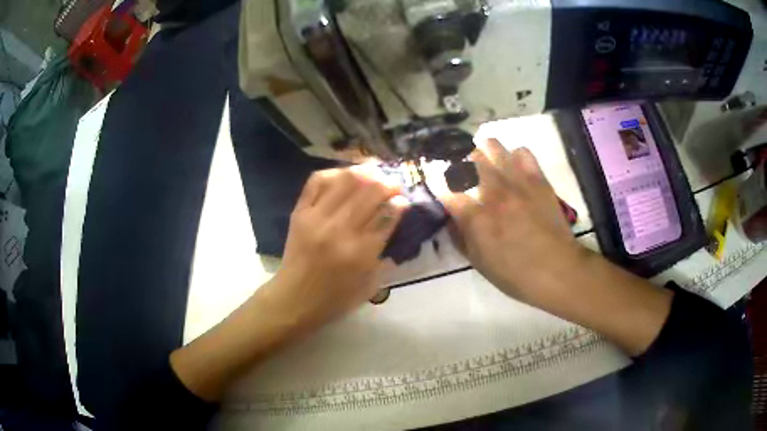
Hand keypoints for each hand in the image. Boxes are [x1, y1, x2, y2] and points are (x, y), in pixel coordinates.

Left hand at [266, 167, 404, 331]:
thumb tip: (394, 220)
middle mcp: (339, 230)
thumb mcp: (370, 284)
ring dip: (366, 173)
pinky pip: (317, 181)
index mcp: (360, 253)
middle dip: (388, 183)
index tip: (404, 200)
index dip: (400, 203)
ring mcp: (317, 218)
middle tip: (393, 186)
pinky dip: (335, 173)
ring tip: (374, 175)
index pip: (387, 215)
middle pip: (370, 191)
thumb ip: (385, 252)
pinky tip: (346, 176)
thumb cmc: (335, 299)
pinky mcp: (300, 212)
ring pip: (346, 180)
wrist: (294, 300)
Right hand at [440, 139, 581, 304]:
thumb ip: (460, 237)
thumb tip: (451, 217)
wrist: (558, 270)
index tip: (435, 180)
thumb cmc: (516, 274)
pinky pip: (522, 152)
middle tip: (461, 171)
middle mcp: (493, 193)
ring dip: (483, 152)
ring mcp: (517, 182)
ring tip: (485, 163)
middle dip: (458, 161)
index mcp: (476, 218)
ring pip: (492, 146)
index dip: (435, 180)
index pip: (445, 187)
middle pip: (466, 158)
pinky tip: (513, 168)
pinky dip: (513, 155)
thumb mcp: (479, 263)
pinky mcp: (538, 179)